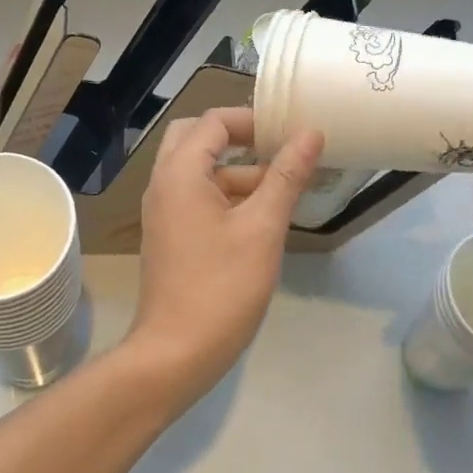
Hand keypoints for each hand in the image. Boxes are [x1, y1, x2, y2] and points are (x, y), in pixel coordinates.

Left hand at [129, 108, 322, 408]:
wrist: (176, 352)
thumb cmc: (222, 287)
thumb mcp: (263, 228)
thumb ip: (286, 176)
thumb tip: (310, 133)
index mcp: (180, 172)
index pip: (213, 121)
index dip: (252, 119)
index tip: (289, 131)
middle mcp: (164, 183)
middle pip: (197, 139)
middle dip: (238, 139)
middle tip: (278, 151)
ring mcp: (163, 211)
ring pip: (198, 171)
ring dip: (236, 171)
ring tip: (283, 188)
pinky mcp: (169, 234)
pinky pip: (195, 197)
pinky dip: (225, 195)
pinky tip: (260, 217)